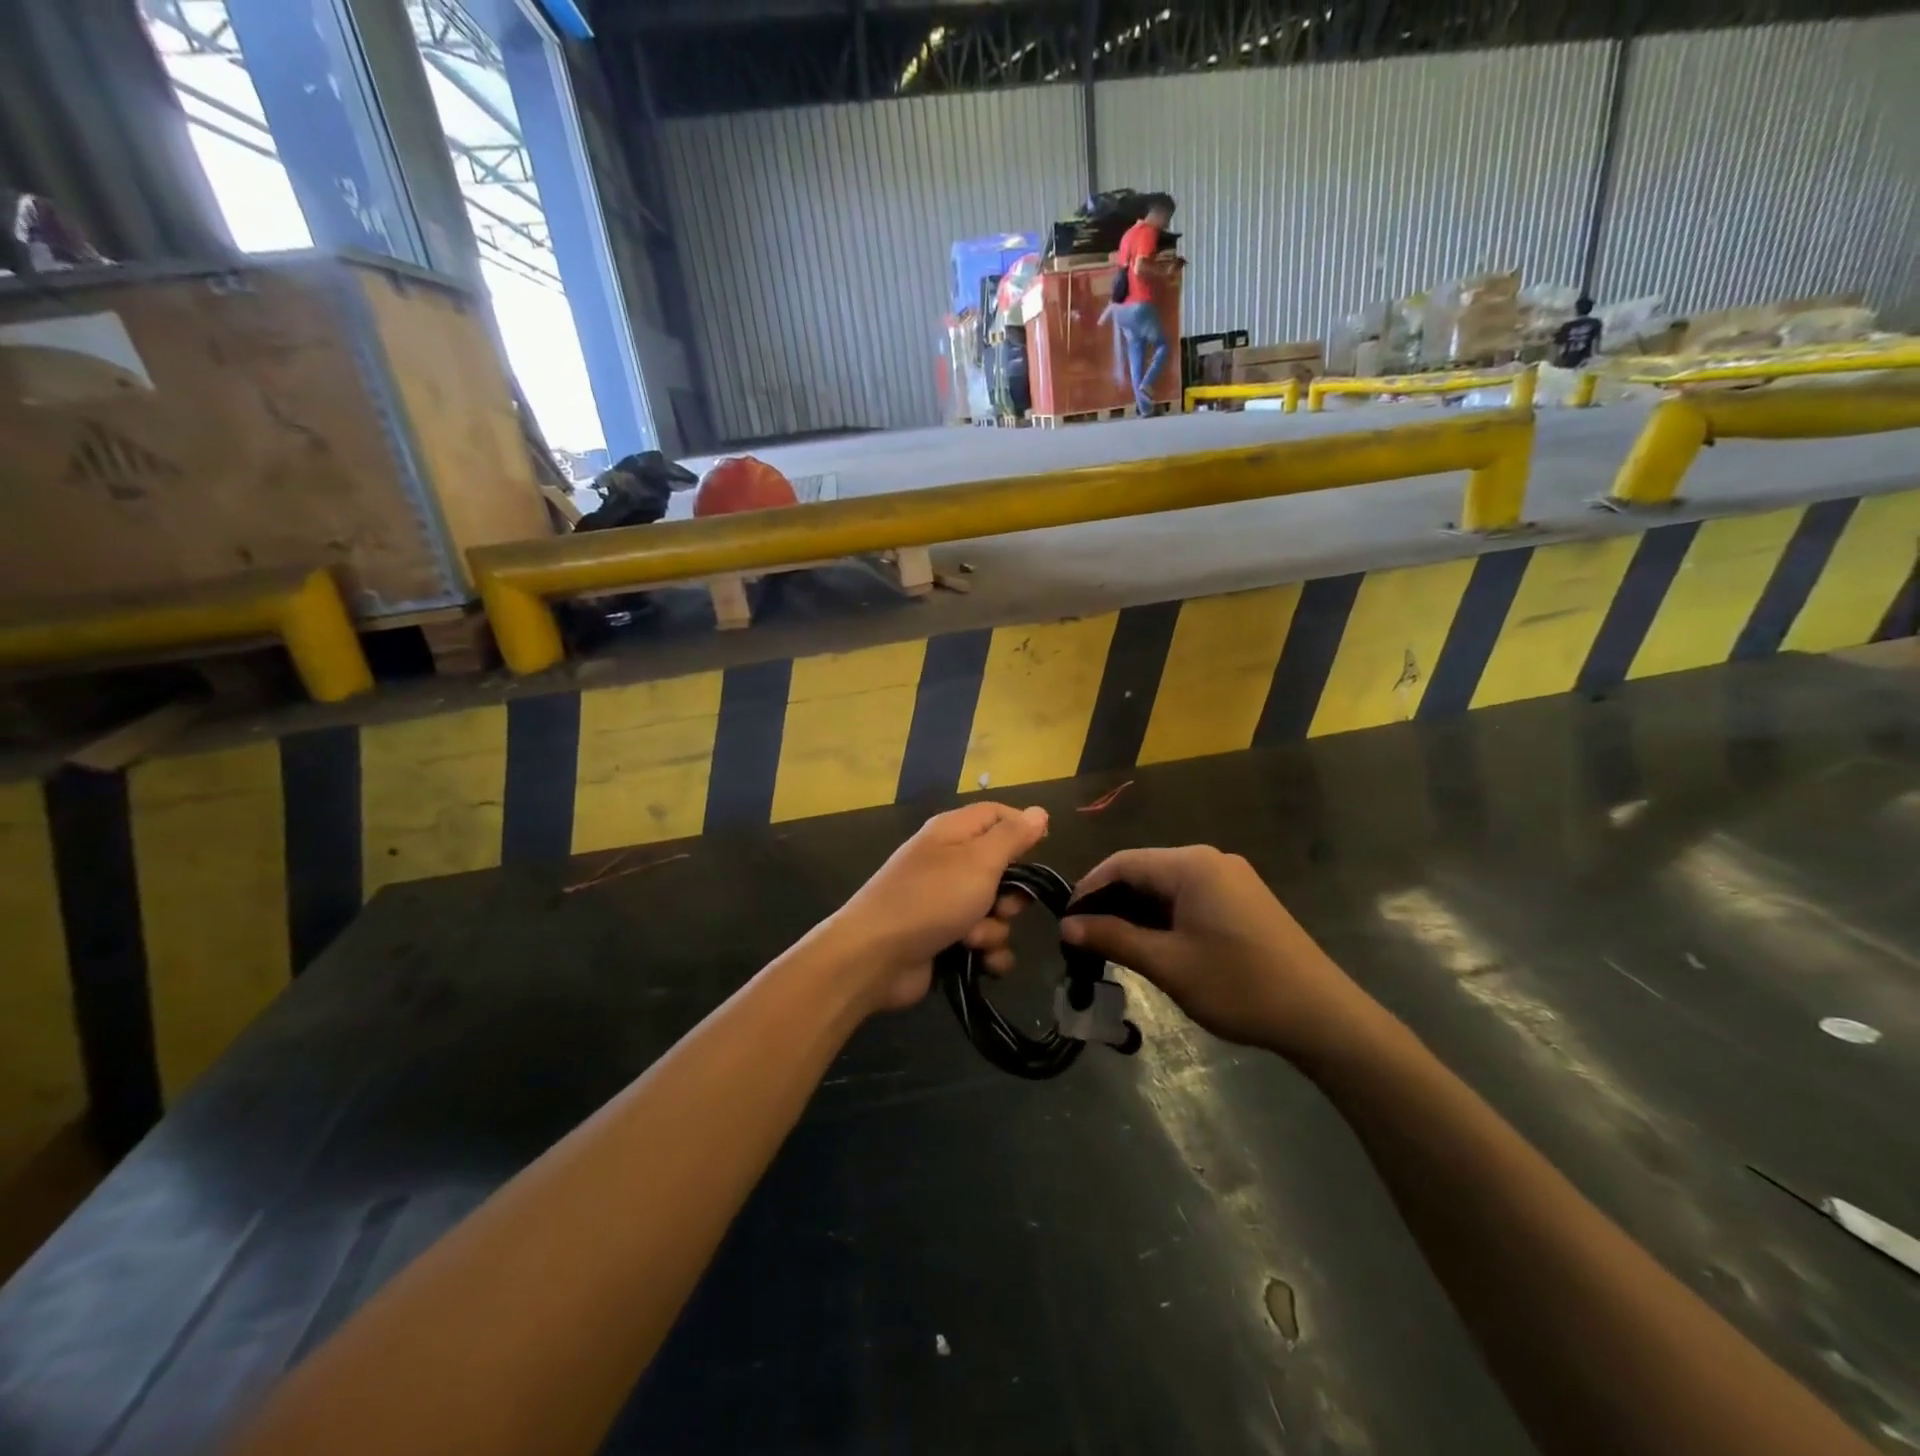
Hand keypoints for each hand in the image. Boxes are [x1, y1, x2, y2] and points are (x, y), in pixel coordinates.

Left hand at [827, 803, 1047, 1013]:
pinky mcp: (944, 939)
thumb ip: (1012, 836)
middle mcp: (949, 862)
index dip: (1022, 828)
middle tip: (1003, 906)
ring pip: (995, 911)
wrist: (875, 957)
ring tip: (974, 939)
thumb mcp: (979, 861)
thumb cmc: (931, 899)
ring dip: (995, 929)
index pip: (997, 815)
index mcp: (953, 832)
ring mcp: (945, 903)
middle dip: (1012, 894)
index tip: (1043, 850)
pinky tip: (982, 963)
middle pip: (1002, 868)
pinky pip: (983, 942)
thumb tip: (1038, 812)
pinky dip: (987, 953)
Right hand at [1060, 846, 1370, 1057]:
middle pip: (1144, 870)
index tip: (1065, 921)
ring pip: (1166, 886)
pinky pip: (1189, 896)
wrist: (1321, 1016)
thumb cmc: (1238, 985)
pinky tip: (1152, 943)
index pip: (1123, 862)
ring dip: (1136, 911)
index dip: (1088, 888)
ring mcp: (1231, 878)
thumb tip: (1067, 925)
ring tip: (1112, 945)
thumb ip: (1114, 938)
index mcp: (1191, 865)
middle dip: (1111, 901)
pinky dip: (1163, 916)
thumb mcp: (1168, 964)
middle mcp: (1210, 860)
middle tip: (1085, 938)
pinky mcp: (1243, 899)